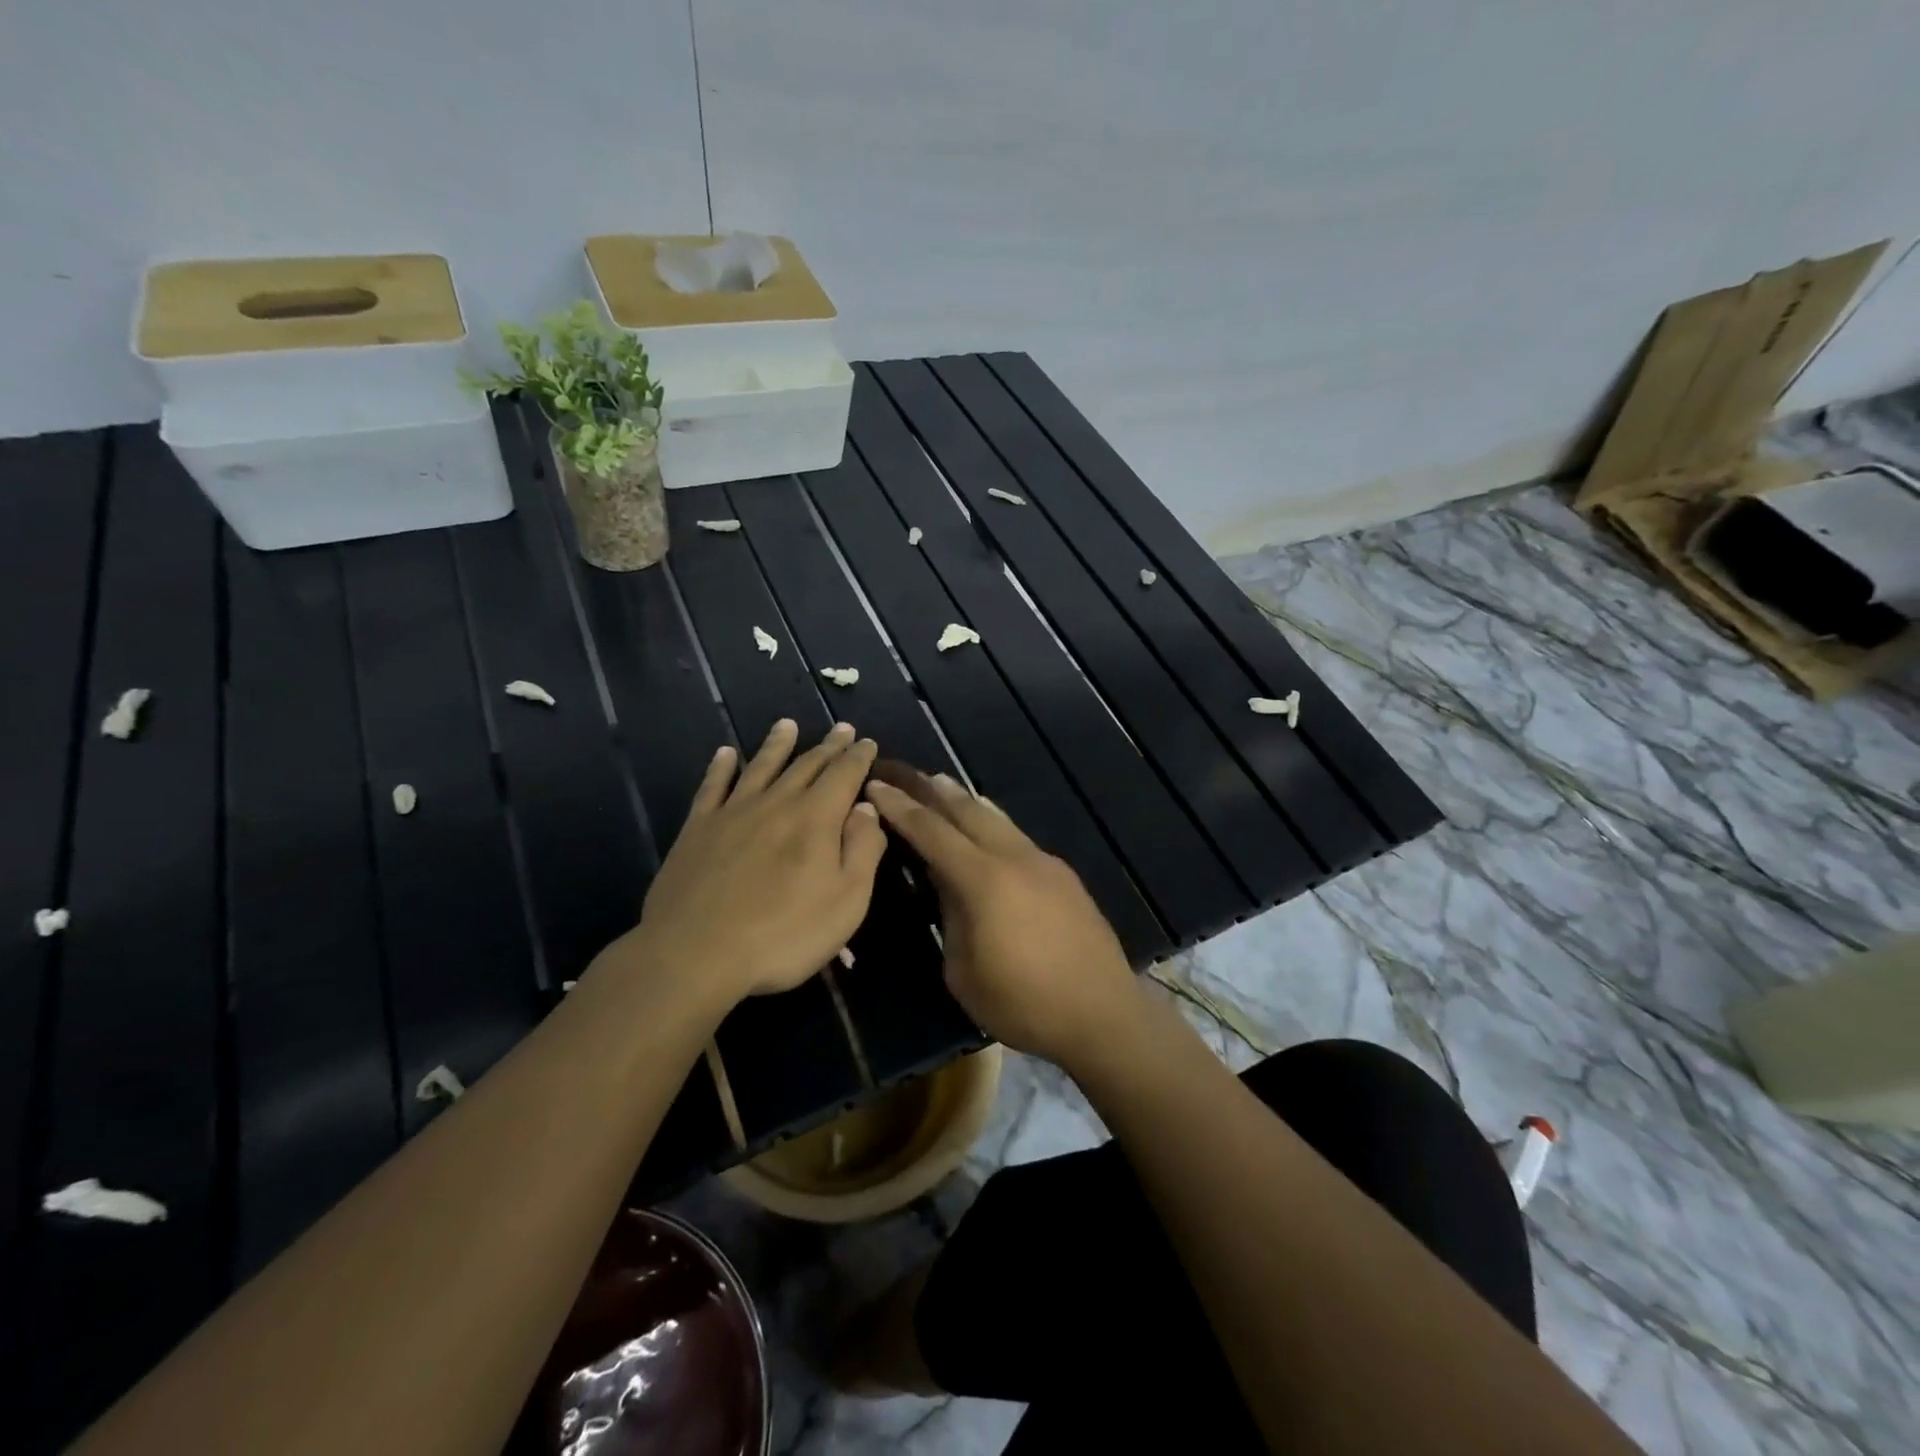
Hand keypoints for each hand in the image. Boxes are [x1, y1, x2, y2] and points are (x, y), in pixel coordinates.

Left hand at [613, 719, 886, 1007]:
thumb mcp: (847, 900)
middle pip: (806, 765)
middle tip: (841, 728)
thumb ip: (862, 849)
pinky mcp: (697, 830)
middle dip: (828, 746)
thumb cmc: (784, 934)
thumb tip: (866, 808)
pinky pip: (712, 787)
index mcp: (816, 818)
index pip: (844, 774)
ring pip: (761, 766)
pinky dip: (721, 767)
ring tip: (787, 724)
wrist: (696, 954)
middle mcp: (776, 803)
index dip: (859, 756)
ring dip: (778, 744)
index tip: (868, 742)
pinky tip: (726, 754)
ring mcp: (732, 813)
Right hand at [865, 766, 1139, 1064]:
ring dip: (963, 800)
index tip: (875, 785)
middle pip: (966, 810)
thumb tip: (947, 885)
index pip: (932, 831)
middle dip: (931, 789)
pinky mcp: (1062, 874)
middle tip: (903, 772)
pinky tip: (985, 827)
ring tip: (940, 786)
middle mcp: (1014, 857)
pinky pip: (1016, 836)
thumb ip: (951, 918)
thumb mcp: (964, 972)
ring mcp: (1043, 862)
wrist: (1102, 1013)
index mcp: (983, 880)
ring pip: (996, 817)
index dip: (901, 807)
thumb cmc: (1023, 1004)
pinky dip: (991, 822)